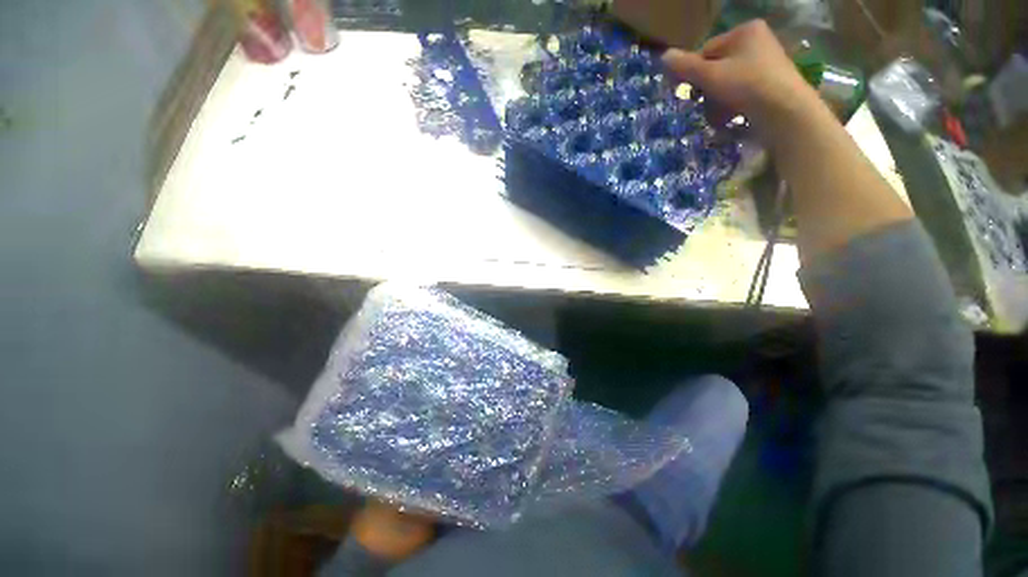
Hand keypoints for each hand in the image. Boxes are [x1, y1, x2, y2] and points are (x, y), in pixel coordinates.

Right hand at [661, 20, 821, 137]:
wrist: (785, 111)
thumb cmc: (746, 85)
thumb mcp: (710, 75)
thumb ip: (685, 66)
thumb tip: (664, 56)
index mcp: (744, 32)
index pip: (706, 51)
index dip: (694, 73)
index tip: (689, 92)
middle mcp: (757, 43)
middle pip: (716, 69)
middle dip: (707, 92)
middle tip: (704, 106)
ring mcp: (765, 64)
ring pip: (727, 84)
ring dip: (716, 103)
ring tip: (718, 117)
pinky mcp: (770, 85)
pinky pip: (740, 93)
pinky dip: (731, 106)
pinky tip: (729, 119)